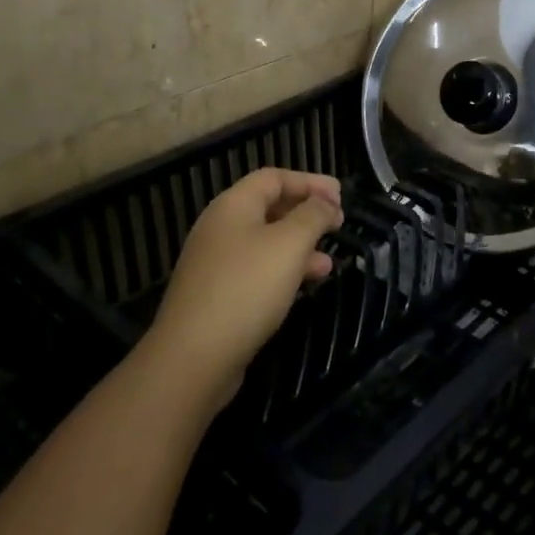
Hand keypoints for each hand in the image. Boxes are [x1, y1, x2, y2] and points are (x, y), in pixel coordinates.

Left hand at [143, 168, 343, 400]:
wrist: (193, 356)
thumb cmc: (246, 288)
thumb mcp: (289, 244)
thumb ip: (312, 216)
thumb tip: (326, 202)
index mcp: (233, 205)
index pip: (274, 178)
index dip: (309, 182)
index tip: (341, 196)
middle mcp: (221, 227)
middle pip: (269, 207)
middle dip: (307, 213)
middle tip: (338, 224)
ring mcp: (217, 262)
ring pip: (266, 242)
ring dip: (300, 246)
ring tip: (329, 262)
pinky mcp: (218, 294)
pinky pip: (257, 270)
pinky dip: (284, 270)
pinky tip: (305, 285)